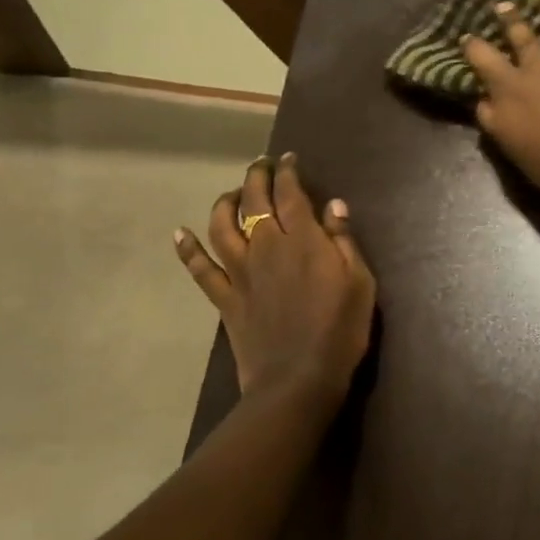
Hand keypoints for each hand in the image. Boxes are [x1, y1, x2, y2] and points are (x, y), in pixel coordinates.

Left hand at [174, 153, 375, 420]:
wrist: (298, 380)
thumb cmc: (340, 331)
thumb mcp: (360, 283)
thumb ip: (345, 241)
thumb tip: (334, 205)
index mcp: (302, 239)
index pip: (290, 193)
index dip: (287, 172)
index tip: (288, 159)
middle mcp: (266, 246)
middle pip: (254, 201)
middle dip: (256, 177)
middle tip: (261, 165)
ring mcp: (241, 272)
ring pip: (222, 226)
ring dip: (224, 203)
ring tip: (232, 194)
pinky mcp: (225, 298)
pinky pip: (200, 269)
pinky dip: (188, 249)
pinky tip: (179, 233)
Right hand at [464, 0, 539, 200]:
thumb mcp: (507, 144)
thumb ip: (491, 118)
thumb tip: (482, 99)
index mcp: (511, 87)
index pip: (484, 59)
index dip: (474, 46)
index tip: (467, 36)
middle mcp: (539, 69)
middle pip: (523, 37)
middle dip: (511, 19)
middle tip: (505, 4)